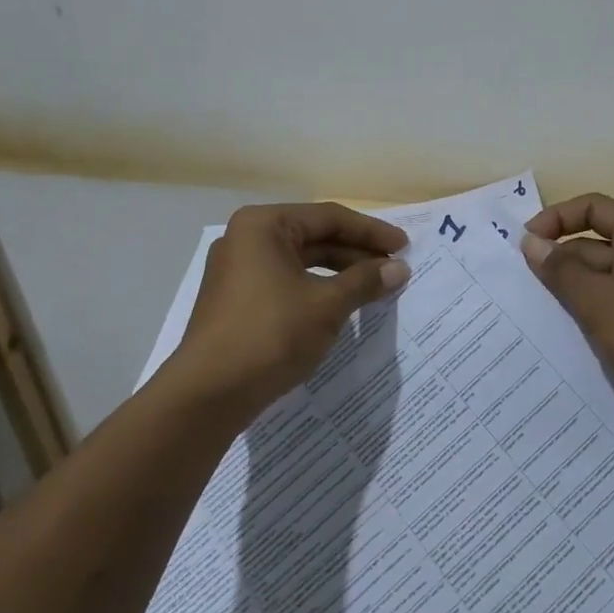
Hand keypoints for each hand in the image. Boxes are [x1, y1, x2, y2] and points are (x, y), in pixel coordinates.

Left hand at [165, 202, 408, 425]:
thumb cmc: (270, 334)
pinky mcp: (237, 300)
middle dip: (356, 253)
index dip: (371, 232)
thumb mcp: (326, 305)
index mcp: (264, 225)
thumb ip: (365, 281)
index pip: (329, 218)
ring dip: (339, 273)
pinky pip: (286, 283)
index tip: (405, 247)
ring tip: (375, 288)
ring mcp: (238, 271)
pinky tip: (342, 306)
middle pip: (314, 237)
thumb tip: (399, 268)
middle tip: (394, 269)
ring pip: (300, 262)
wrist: (208, 394)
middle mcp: (246, 239)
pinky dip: (317, 290)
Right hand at [520, 193, 613, 440]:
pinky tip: (560, 334)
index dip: (555, 219)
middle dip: (558, 261)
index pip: (592, 208)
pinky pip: (611, 306)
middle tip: (520, 287)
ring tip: (531, 311)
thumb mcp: (599, 300)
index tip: (524, 246)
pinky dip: (587, 314)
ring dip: (569, 291)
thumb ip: (561, 269)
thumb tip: (531, 242)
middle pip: (594, 243)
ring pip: (600, 279)